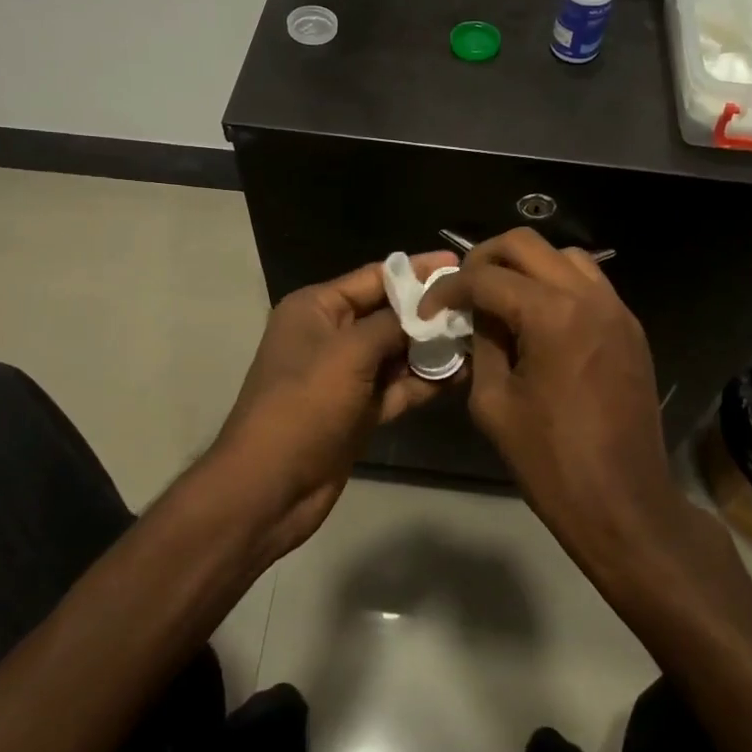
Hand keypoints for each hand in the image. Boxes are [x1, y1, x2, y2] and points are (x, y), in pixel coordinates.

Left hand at [211, 253, 456, 560]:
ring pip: (398, 352)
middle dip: (431, 310)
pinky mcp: (360, 409)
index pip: (374, 277)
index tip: (459, 263)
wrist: (271, 487)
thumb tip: (428, 309)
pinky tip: (462, 374)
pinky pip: (399, 386)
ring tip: (481, 337)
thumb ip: (391, 324)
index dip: (417, 270)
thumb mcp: (348, 353)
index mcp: (317, 308)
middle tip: (479, 304)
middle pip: (390, 313)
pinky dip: (426, 381)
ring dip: (434, 347)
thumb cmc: (303, 406)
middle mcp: (332, 335)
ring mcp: (347, 375)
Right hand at [420, 229, 681, 561]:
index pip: (486, 277)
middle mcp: (589, 296)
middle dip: (484, 258)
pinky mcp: (630, 328)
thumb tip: (477, 316)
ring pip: (563, 255)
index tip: (429, 309)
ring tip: (502, 299)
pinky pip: (589, 283)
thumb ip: (482, 345)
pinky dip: (557, 284)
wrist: (624, 503)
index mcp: (552, 315)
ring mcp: (616, 309)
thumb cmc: (550, 461)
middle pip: (526, 244)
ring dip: (526, 267)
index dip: (449, 289)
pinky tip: (539, 318)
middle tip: (463, 289)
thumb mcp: (494, 402)